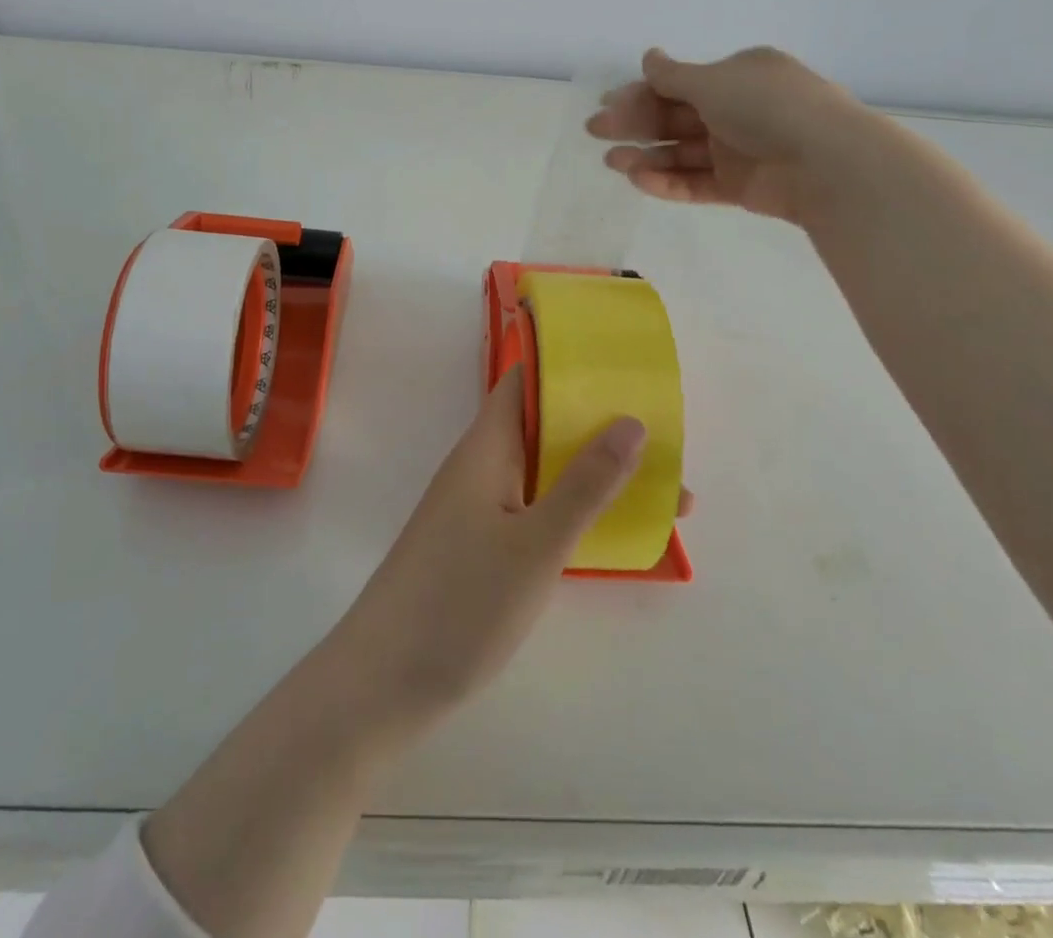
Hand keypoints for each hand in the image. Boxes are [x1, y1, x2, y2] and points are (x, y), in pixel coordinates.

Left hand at [332, 370, 680, 723]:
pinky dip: (576, 511)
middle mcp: (481, 466)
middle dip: (601, 430)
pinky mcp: (482, 546)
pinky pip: (537, 509)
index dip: (571, 370)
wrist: (384, 682)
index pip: (525, 382)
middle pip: (544, 428)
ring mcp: (479, 507)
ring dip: (596, 475)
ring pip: (545, 473)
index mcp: (486, 447)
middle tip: (668, 444)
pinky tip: (614, 535)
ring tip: (664, 494)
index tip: (627, 372)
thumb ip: (585, 485)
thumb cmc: (460, 602)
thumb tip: (632, 422)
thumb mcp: (536, 545)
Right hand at [587, 46, 877, 227]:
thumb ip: (673, 75)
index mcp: (737, 76)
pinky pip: (697, 182)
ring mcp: (739, 149)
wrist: (826, 162)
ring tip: (613, 162)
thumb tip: (648, 57)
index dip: (640, 92)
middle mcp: (737, 109)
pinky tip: (641, 180)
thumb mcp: (715, 82)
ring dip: (646, 155)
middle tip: (596, 132)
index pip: (679, 83)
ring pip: (682, 152)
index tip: (606, 103)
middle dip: (635, 123)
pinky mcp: (740, 186)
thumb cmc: (767, 107)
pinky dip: (669, 182)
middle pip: (675, 117)